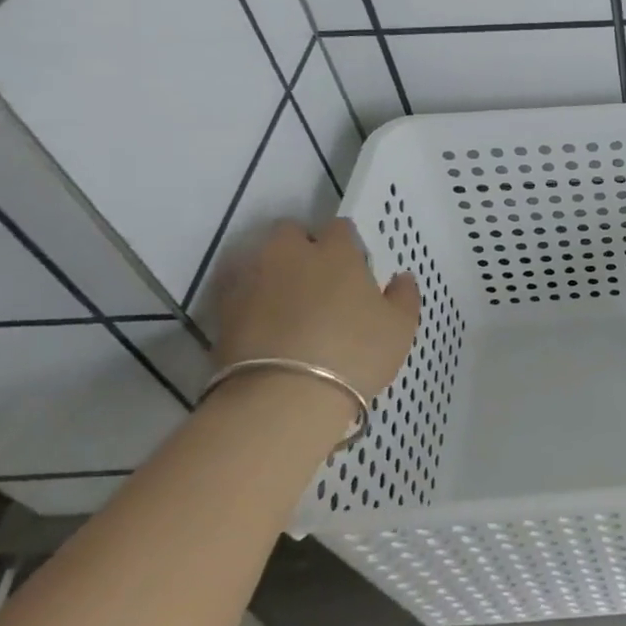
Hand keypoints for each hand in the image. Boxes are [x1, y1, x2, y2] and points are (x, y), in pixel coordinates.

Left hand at [210, 219, 420, 399]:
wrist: (285, 398)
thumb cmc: (355, 353)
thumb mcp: (400, 328)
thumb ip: (403, 296)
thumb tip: (401, 278)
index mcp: (336, 253)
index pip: (339, 227)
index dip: (345, 242)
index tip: (352, 264)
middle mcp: (290, 256)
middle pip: (288, 232)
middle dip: (299, 246)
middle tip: (314, 276)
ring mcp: (251, 281)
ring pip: (256, 258)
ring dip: (269, 270)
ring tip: (284, 299)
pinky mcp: (222, 312)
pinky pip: (235, 291)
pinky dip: (246, 299)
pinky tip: (260, 321)